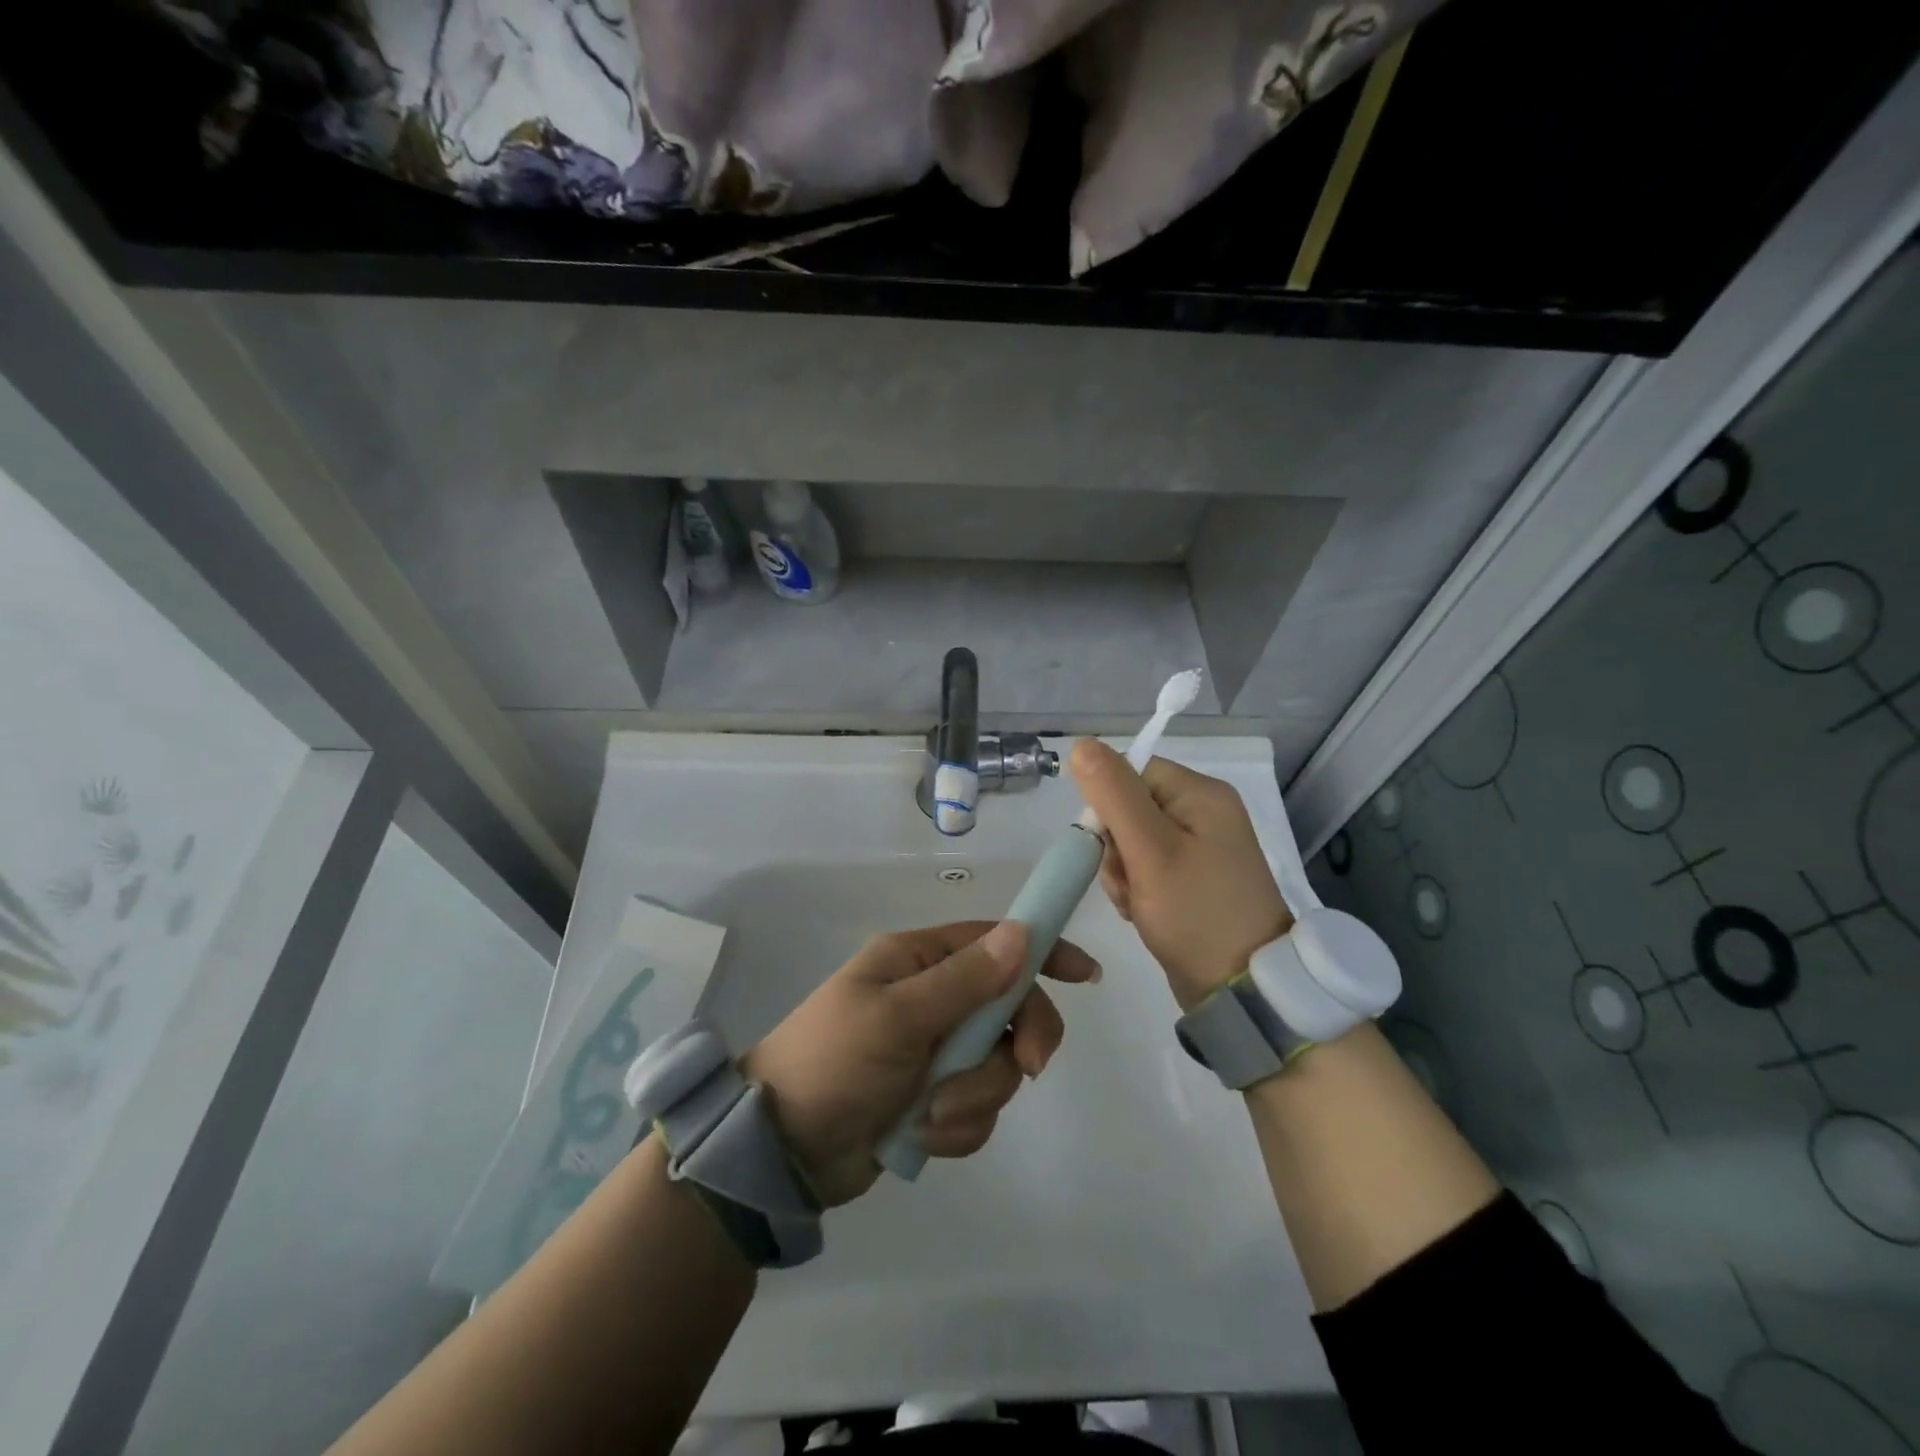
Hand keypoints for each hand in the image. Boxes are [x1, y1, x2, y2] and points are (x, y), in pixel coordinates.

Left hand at [741, 920, 1099, 1206]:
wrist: (781, 1149)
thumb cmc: (833, 1061)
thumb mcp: (897, 1016)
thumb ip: (964, 980)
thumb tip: (1022, 933)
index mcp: (918, 962)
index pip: (994, 941)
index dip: (1042, 952)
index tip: (1086, 976)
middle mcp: (932, 999)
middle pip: (1009, 1008)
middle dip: (1018, 1042)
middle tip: (1027, 1069)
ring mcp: (935, 1051)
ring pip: (997, 1066)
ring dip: (975, 1096)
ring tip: (931, 1114)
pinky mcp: (934, 1098)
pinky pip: (978, 1108)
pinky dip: (958, 1126)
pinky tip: (922, 1136)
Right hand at [1070, 739, 1292, 1011]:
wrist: (1242, 991)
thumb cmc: (1197, 913)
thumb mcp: (1150, 850)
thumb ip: (1114, 794)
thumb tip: (1080, 744)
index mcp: (1201, 794)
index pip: (1131, 774)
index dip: (1108, 807)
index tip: (1112, 847)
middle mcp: (1203, 813)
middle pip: (1128, 809)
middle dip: (1116, 850)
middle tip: (1132, 883)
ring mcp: (1199, 848)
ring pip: (1130, 843)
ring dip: (1122, 874)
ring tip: (1140, 904)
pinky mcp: (1192, 879)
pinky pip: (1145, 869)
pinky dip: (1136, 889)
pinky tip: (1144, 912)